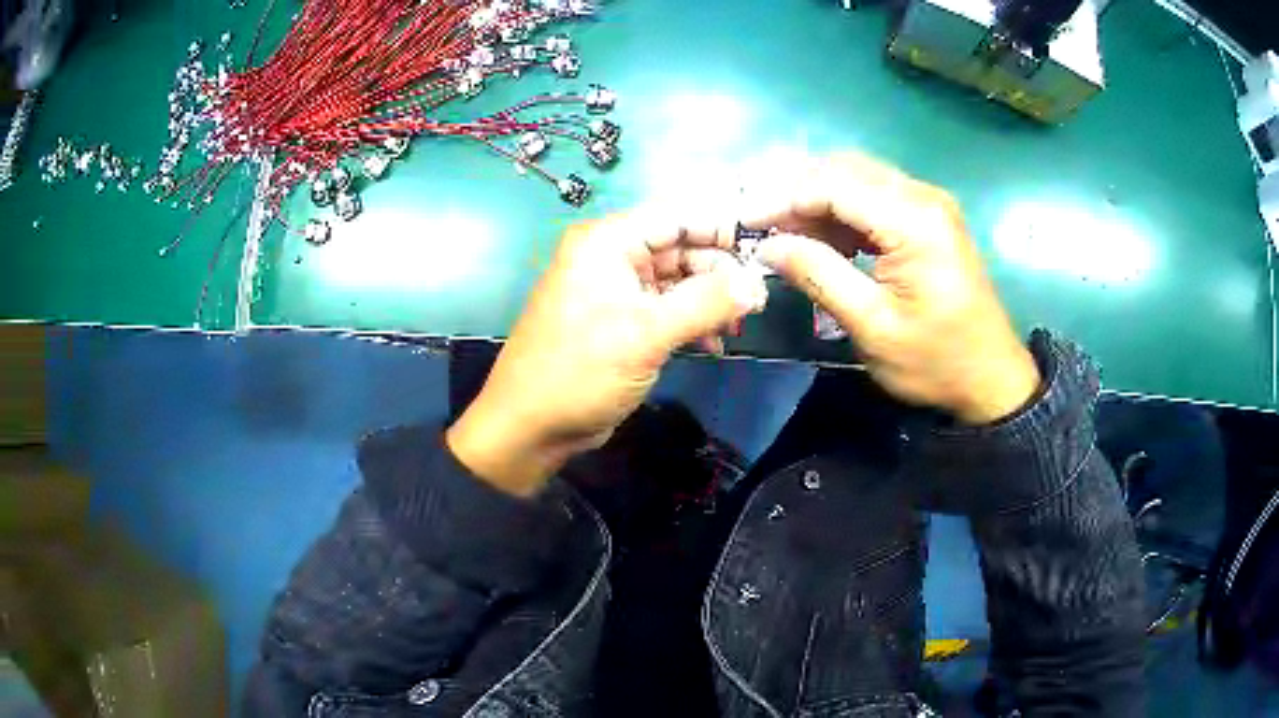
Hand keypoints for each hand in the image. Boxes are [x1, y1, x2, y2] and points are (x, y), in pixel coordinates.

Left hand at [446, 213, 767, 495]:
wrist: (531, 427)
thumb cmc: (580, 371)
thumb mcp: (646, 334)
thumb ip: (705, 302)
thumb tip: (757, 283)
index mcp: (607, 242)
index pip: (676, 216)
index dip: (721, 229)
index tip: (764, 252)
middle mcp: (610, 257)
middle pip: (680, 247)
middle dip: (719, 272)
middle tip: (756, 302)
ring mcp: (616, 290)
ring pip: (677, 280)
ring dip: (709, 301)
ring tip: (738, 326)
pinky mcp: (621, 322)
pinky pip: (666, 308)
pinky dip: (691, 322)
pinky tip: (713, 344)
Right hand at [746, 153, 1039, 424]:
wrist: (991, 378)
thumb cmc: (935, 361)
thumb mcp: (873, 327)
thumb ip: (819, 276)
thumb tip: (768, 246)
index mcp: (914, 220)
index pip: (834, 185)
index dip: (784, 198)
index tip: (745, 223)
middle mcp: (923, 196)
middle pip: (845, 169)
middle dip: (797, 191)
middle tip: (761, 226)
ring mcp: (929, 203)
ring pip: (857, 177)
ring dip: (817, 199)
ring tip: (785, 234)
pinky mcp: (929, 217)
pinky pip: (875, 197)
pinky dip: (842, 211)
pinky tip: (822, 238)